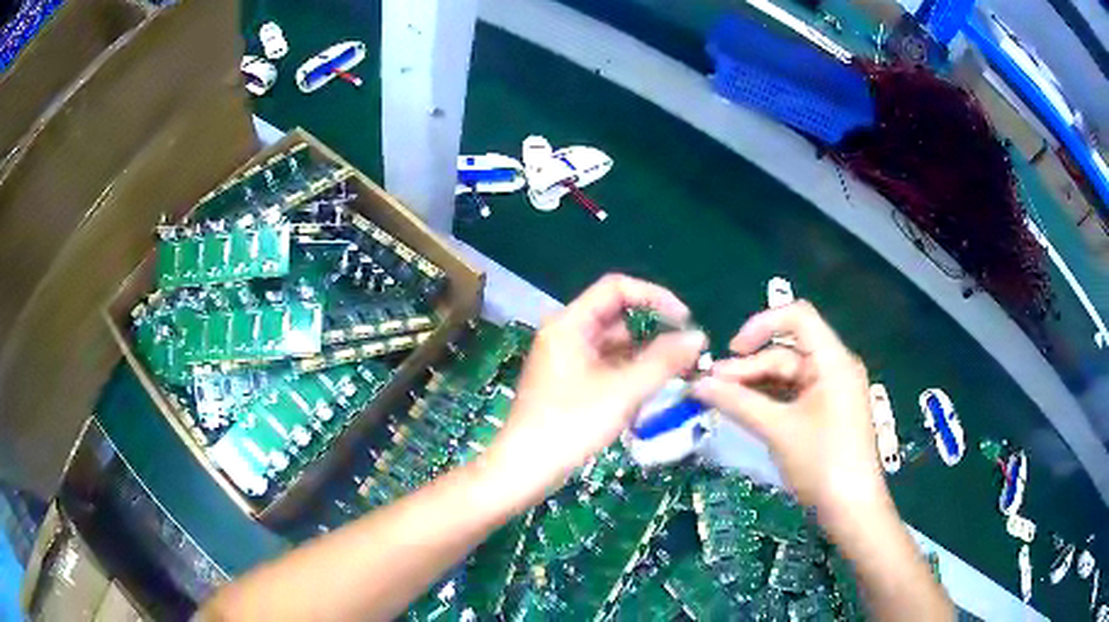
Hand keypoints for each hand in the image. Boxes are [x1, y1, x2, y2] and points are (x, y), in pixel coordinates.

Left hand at [482, 274, 705, 509]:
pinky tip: (652, 391)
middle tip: (687, 354)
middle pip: (618, 317)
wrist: (525, 468)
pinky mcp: (571, 382)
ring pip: (616, 345)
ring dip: (646, 356)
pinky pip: (608, 365)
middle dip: (655, 332)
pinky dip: (631, 373)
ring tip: (678, 375)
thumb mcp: (623, 391)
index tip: (685, 320)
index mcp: (570, 323)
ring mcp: (568, 359)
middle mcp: (567, 334)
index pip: (616, 288)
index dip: (655, 297)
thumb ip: (663, 361)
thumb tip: (699, 337)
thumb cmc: (570, 424)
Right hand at [691, 301, 889, 528]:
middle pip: (785, 351)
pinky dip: (766, 401)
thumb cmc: (822, 463)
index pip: (797, 317)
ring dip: (753, 385)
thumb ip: (738, 403)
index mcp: (833, 361)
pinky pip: (790, 396)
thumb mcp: (778, 430)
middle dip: (747, 367)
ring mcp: (829, 392)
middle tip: (708, 386)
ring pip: (785, 376)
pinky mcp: (823, 413)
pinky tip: (741, 411)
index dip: (761, 325)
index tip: (731, 350)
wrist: (851, 509)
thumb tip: (697, 384)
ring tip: (717, 399)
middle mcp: (833, 368)